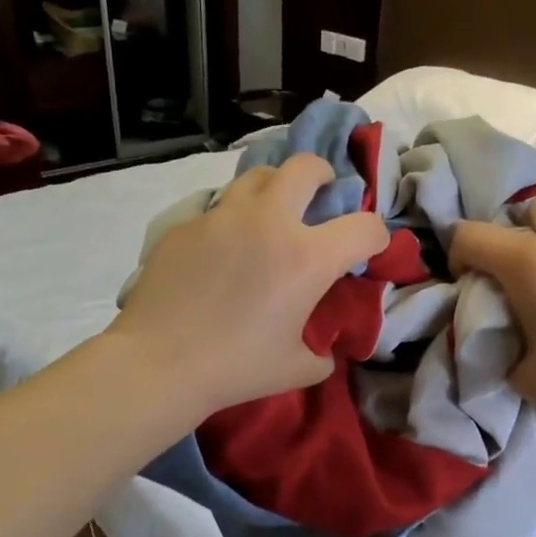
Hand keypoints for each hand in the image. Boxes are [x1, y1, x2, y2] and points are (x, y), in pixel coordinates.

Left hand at [109, 154, 388, 414]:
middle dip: (323, 175)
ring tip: (271, 213)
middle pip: (305, 167)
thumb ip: (321, 354)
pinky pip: (218, 209)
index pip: (364, 227)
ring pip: (257, 175)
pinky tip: (223, 251)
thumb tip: (324, 351)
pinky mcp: (186, 225)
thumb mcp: (296, 369)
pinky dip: (232, 221)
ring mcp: (222, 217)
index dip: (377, 237)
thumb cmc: (236, 367)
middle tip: (320, 195)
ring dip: (275, 188)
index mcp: (307, 258)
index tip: (369, 249)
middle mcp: (269, 222)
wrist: (159, 363)